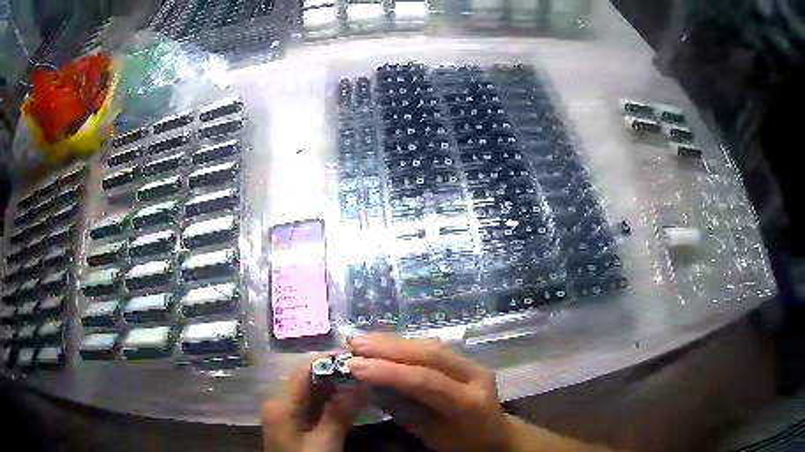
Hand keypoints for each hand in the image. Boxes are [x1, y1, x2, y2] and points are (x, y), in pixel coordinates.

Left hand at [261, 358, 365, 451]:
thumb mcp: (325, 443)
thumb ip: (340, 413)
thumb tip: (361, 383)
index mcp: (281, 404)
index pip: (303, 371)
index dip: (327, 360)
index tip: (356, 356)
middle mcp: (279, 403)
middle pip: (308, 381)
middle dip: (336, 376)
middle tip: (366, 372)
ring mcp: (284, 413)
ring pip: (311, 394)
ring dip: (335, 390)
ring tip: (362, 385)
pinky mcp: (291, 423)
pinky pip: (311, 406)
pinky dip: (329, 404)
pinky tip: (348, 404)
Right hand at [348, 334, 512, 451]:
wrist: (497, 436)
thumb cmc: (462, 444)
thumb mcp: (432, 436)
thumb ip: (405, 410)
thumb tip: (372, 386)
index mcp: (470, 403)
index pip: (427, 381)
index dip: (389, 371)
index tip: (354, 366)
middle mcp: (476, 376)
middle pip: (430, 355)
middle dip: (388, 348)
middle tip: (354, 345)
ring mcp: (474, 364)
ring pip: (431, 346)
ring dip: (394, 341)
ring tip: (362, 340)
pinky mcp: (467, 359)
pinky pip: (433, 347)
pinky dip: (405, 344)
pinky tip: (384, 342)